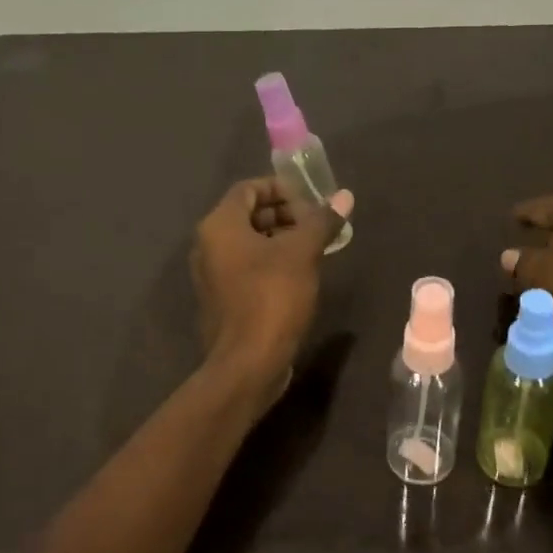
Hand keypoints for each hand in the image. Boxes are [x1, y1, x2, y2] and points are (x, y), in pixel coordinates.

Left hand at [192, 177, 352, 402]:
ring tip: (315, 248)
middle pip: (248, 215)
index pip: (249, 188)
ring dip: (281, 239)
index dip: (281, 189)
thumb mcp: (302, 254)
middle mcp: (208, 245)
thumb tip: (345, 197)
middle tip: (317, 226)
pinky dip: (271, 262)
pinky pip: (247, 267)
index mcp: (219, 226)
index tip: (312, 202)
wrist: (248, 363)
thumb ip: (321, 221)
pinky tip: (300, 275)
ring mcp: (212, 274)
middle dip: (285, 214)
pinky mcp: (223, 299)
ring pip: (248, 243)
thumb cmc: (272, 298)